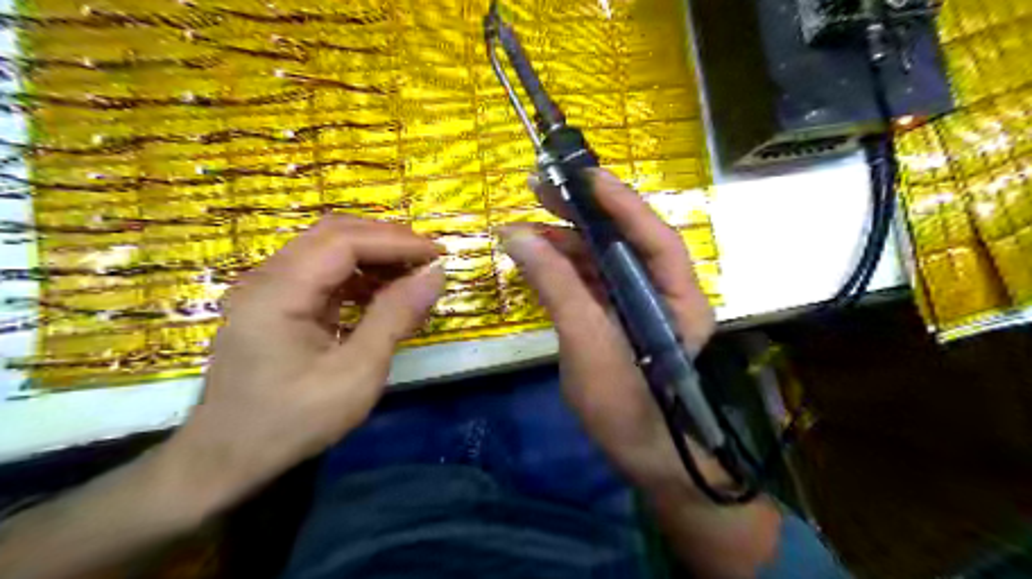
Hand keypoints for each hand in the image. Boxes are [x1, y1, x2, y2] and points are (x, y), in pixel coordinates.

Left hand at [164, 218, 445, 510]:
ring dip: (373, 255)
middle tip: (428, 258)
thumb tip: (434, 275)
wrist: (226, 459)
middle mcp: (267, 278)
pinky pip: (322, 273)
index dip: (396, 242)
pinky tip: (382, 294)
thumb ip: (395, 317)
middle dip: (386, 240)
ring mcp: (267, 289)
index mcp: (279, 292)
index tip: (438, 255)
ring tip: (411, 274)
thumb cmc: (293, 421)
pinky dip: (358, 275)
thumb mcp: (356, 373)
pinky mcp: (274, 303)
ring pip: (327, 249)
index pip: (344, 242)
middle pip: (333, 234)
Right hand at [502, 168, 718, 497]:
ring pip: (605, 258)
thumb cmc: (624, 406)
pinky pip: (592, 280)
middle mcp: (665, 292)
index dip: (620, 202)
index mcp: (678, 298)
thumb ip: (556, 286)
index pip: (654, 236)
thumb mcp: (587, 344)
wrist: (639, 455)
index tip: (581, 175)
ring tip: (527, 226)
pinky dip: (565, 267)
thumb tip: (517, 235)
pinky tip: (539, 257)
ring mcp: (640, 303)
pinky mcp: (618, 315)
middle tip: (542, 188)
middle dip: (585, 214)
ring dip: (568, 241)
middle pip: (626, 240)